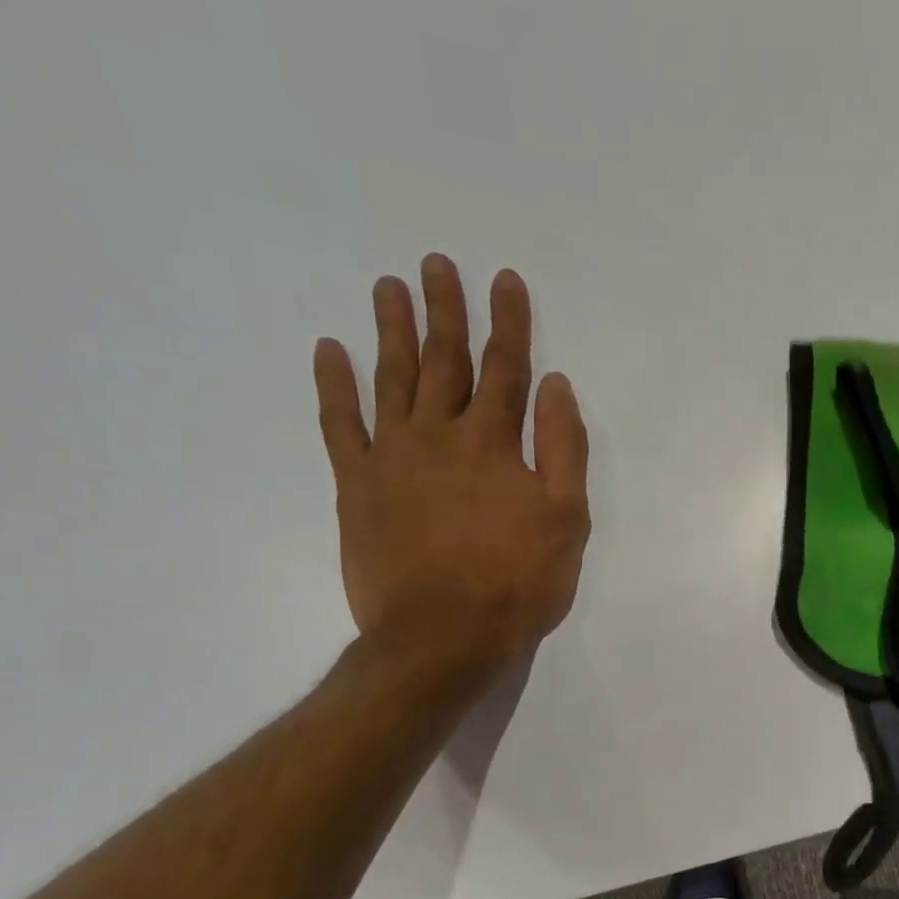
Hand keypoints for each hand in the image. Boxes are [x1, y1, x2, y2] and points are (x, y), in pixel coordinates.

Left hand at [313, 253, 589, 675]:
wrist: (444, 635)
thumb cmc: (519, 581)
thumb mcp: (567, 518)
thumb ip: (563, 448)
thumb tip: (555, 385)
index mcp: (495, 444)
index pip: (506, 368)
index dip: (508, 322)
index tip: (504, 279)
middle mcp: (440, 435)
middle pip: (444, 360)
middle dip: (445, 309)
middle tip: (436, 263)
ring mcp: (391, 457)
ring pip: (392, 378)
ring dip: (391, 329)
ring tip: (389, 286)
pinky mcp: (356, 485)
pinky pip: (339, 424)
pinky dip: (334, 385)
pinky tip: (331, 351)